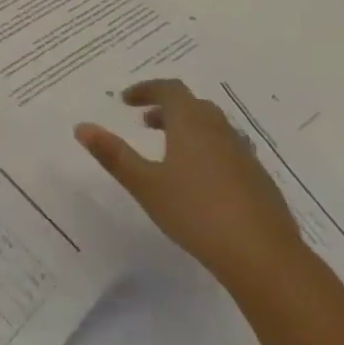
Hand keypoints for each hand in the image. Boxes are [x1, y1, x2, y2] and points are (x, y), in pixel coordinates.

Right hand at [75, 79, 304, 292]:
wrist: (262, 255)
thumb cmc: (195, 212)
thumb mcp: (144, 184)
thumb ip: (113, 154)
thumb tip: (81, 126)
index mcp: (192, 124)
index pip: (170, 89)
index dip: (146, 89)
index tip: (125, 101)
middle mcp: (220, 131)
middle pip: (194, 105)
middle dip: (166, 108)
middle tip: (144, 122)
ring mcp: (244, 155)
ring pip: (213, 127)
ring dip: (188, 128)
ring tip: (169, 150)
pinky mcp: (258, 180)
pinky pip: (227, 150)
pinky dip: (207, 149)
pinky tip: (199, 180)